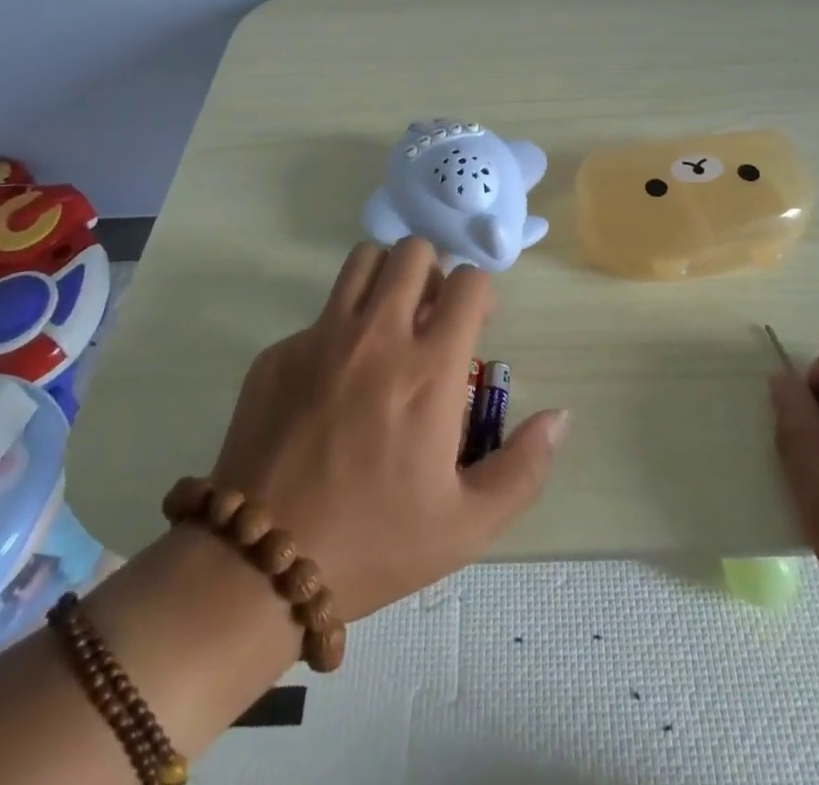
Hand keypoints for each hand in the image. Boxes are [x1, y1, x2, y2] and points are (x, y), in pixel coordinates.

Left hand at [206, 237, 568, 619]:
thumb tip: (560, 417)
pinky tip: (333, 382)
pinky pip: (320, 312)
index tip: (474, 324)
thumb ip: (524, 467)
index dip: (479, 292)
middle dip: (433, 273)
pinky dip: (339, 327)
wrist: (258, 566)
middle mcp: (378, 336)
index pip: (468, 281)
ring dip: (385, 278)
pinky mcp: (279, 352)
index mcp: (430, 370)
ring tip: (388, 323)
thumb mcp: (467, 525)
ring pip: (364, 259)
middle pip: (414, 251)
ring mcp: (322, 337)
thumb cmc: (373, 544)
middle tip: (429, 317)